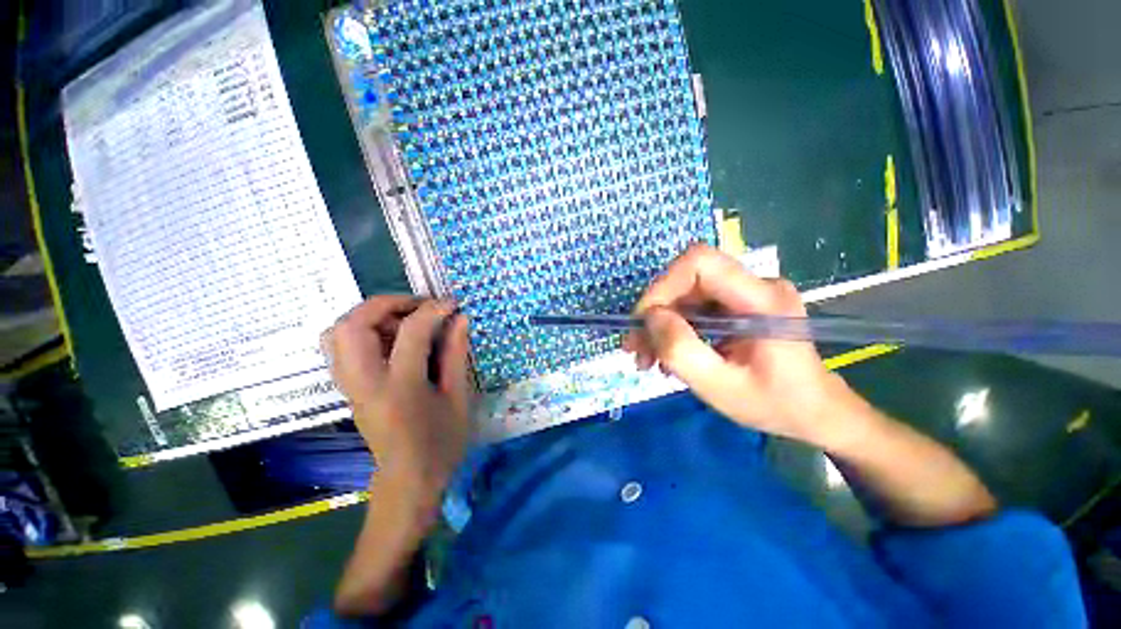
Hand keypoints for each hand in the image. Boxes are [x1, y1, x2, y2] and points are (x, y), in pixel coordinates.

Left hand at [322, 296, 473, 508]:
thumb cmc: (441, 442)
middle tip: (418, 306)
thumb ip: (455, 354)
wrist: (408, 481)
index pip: (410, 333)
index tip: (451, 304)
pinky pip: (339, 347)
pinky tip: (391, 339)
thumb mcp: (458, 398)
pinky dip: (362, 330)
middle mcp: (364, 383)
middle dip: (386, 303)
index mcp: (400, 388)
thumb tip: (459, 318)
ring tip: (404, 320)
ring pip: (337, 333)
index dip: (433, 310)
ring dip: (370, 315)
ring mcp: (349, 386)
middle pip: (353, 325)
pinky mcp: (346, 389)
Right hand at [623, 244, 854, 444]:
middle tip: (635, 348)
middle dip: (654, 312)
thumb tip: (650, 318)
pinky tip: (666, 353)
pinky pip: (693, 306)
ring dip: (659, 323)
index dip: (662, 285)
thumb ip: (681, 351)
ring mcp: (745, 293)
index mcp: (762, 299)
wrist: (813, 411)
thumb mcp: (721, 387)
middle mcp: (755, 285)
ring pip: (685, 293)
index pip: (699, 262)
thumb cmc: (774, 404)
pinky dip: (672, 328)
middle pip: (687, 278)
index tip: (643, 322)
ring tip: (646, 357)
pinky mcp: (737, 304)